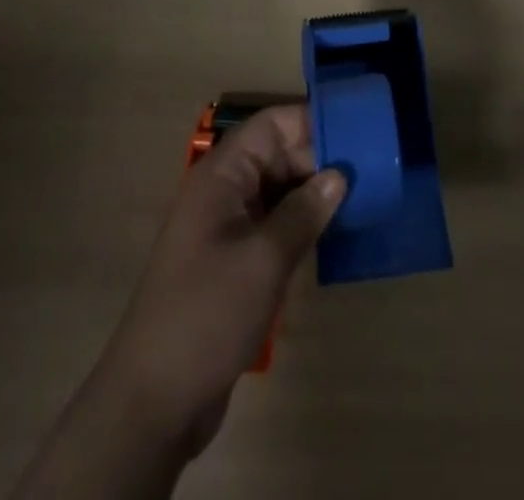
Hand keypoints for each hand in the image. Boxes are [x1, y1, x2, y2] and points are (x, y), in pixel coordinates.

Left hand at [93, 105, 346, 457]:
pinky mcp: (235, 261)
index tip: (356, 130)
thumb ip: (304, 212)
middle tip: (369, 169)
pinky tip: (336, 234)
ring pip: (280, 190)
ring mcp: (228, 227)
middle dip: (320, 158)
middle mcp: (224, 192)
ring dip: (315, 193)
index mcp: (222, 175)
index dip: (310, 121)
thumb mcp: (263, 259)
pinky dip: (303, 223)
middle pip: (278, 154)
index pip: (271, 125)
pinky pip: (275, 224)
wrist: (154, 401)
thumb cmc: (207, 314)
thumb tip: (340, 175)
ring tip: (364, 196)